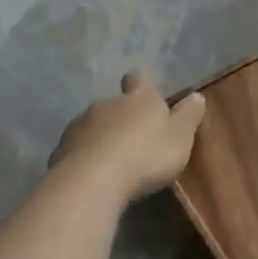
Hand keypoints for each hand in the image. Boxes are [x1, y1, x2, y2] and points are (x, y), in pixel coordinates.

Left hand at [49, 69, 205, 200]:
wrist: (92, 180)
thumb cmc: (146, 154)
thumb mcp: (180, 136)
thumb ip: (189, 115)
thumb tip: (196, 95)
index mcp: (139, 98)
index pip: (139, 78)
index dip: (143, 83)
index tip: (147, 91)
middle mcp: (107, 103)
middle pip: (117, 103)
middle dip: (125, 116)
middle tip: (138, 138)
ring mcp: (80, 124)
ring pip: (96, 125)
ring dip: (105, 136)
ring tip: (116, 159)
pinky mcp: (61, 149)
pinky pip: (79, 147)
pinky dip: (88, 155)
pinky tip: (96, 173)